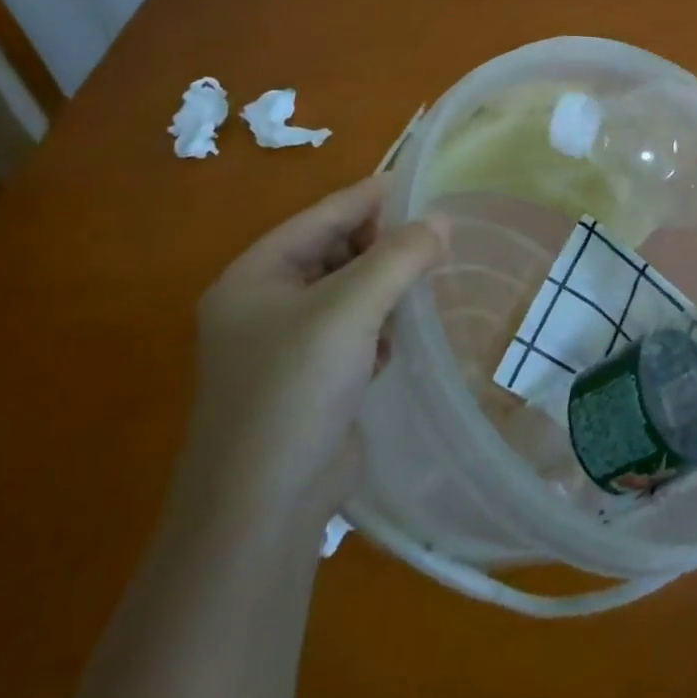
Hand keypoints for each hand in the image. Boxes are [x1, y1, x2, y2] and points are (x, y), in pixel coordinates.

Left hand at [178, 175, 447, 523]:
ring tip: (425, 283)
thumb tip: (442, 220)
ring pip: (348, 291)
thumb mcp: (350, 309)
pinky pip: (352, 330)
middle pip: (334, 251)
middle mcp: (263, 304)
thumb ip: (399, 257)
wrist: (261, 513)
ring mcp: (284, 346)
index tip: (423, 184)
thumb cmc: (295, 391)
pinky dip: (379, 324)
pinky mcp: (309, 381)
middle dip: (383, 245)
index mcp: (255, 276)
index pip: (322, 216)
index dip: (372, 197)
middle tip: (434, 240)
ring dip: (385, 286)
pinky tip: (400, 337)